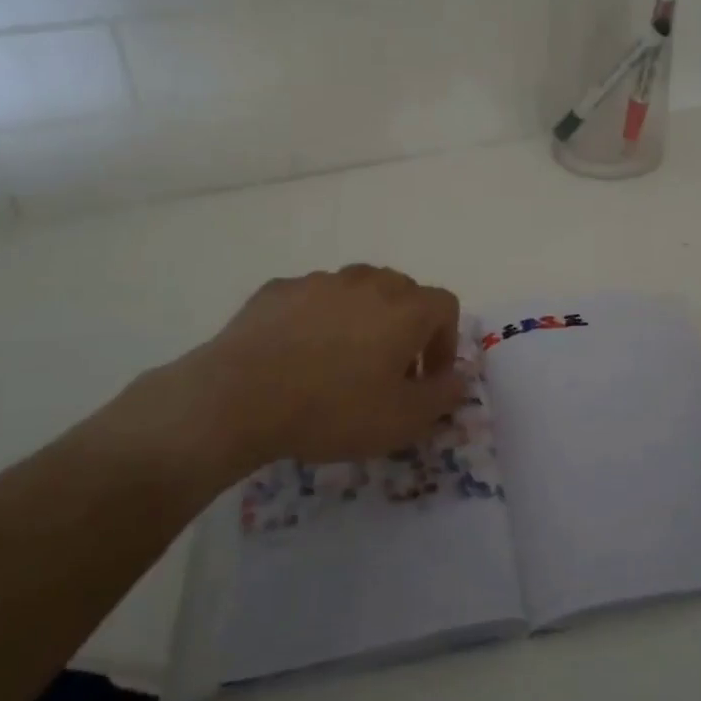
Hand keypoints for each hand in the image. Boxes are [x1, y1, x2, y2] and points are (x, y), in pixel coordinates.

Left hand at [130, 265, 468, 489]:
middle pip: (403, 293)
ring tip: (340, 363)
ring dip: (362, 320)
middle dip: (405, 329)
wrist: (239, 398)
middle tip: (388, 371)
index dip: (445, 343)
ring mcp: (321, 280)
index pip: (446, 307)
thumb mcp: (403, 420)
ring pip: (357, 292)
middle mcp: (369, 281)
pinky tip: (298, 356)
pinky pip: (313, 299)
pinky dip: (318, 320)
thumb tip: (462, 377)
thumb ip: (445, 395)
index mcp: (406, 308)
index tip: (426, 379)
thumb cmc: (334, 410)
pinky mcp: (279, 288)